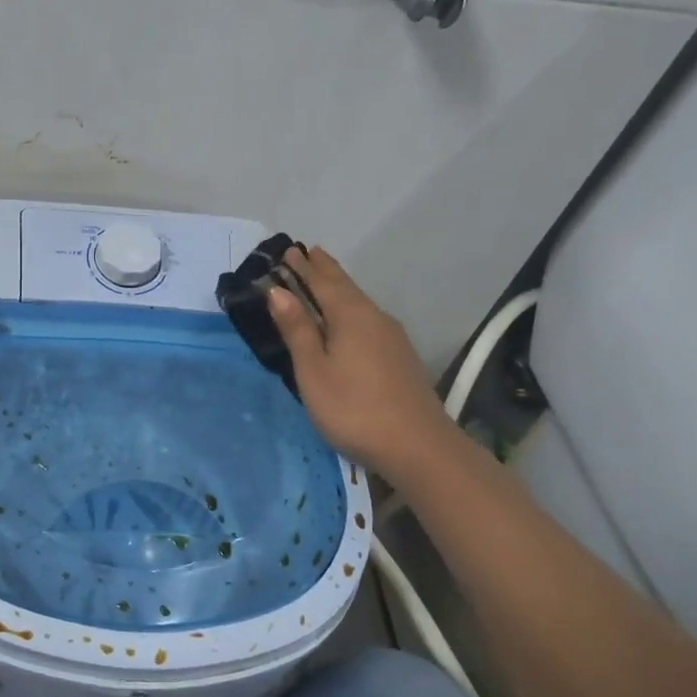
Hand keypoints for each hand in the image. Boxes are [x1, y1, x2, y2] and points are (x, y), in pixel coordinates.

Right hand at [266, 246, 452, 482]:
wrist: (418, 447)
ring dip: (338, 287)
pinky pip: (367, 318)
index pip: (321, 282)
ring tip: (323, 279)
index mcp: (350, 315)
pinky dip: (350, 307)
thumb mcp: (313, 370)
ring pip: (358, 302)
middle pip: (344, 286)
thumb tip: (277, 290)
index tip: (288, 250)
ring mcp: (391, 337)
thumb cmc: (353, 408)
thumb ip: (297, 329)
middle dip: (323, 270)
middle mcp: (374, 317)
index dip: (302, 267)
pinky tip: (349, 318)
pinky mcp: (399, 356)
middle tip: (306, 253)